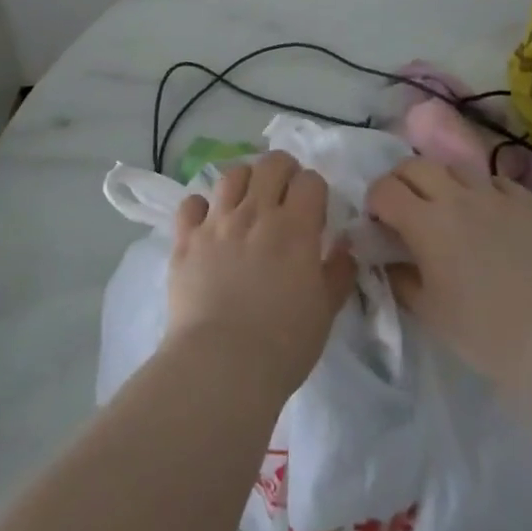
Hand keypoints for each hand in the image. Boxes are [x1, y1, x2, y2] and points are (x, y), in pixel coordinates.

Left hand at [165, 151, 356, 401]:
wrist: (221, 366)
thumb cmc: (283, 344)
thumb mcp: (326, 311)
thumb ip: (339, 271)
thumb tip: (345, 245)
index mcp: (295, 227)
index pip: (310, 181)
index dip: (315, 190)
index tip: (314, 211)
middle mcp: (256, 213)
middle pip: (271, 164)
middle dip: (283, 170)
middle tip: (285, 192)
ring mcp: (217, 222)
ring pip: (232, 175)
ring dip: (245, 181)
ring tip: (248, 200)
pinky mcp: (186, 239)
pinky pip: (191, 204)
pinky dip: (201, 207)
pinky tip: (208, 222)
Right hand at [367, 158, 531, 388]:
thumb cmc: (484, 331)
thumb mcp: (429, 312)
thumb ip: (400, 279)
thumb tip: (386, 260)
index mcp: (426, 221)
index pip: (385, 189)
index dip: (374, 201)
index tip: (377, 223)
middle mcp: (456, 196)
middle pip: (415, 165)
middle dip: (401, 181)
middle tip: (403, 209)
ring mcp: (494, 194)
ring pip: (455, 166)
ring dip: (440, 181)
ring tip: (445, 207)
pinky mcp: (526, 202)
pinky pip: (494, 181)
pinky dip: (481, 190)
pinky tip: (486, 213)